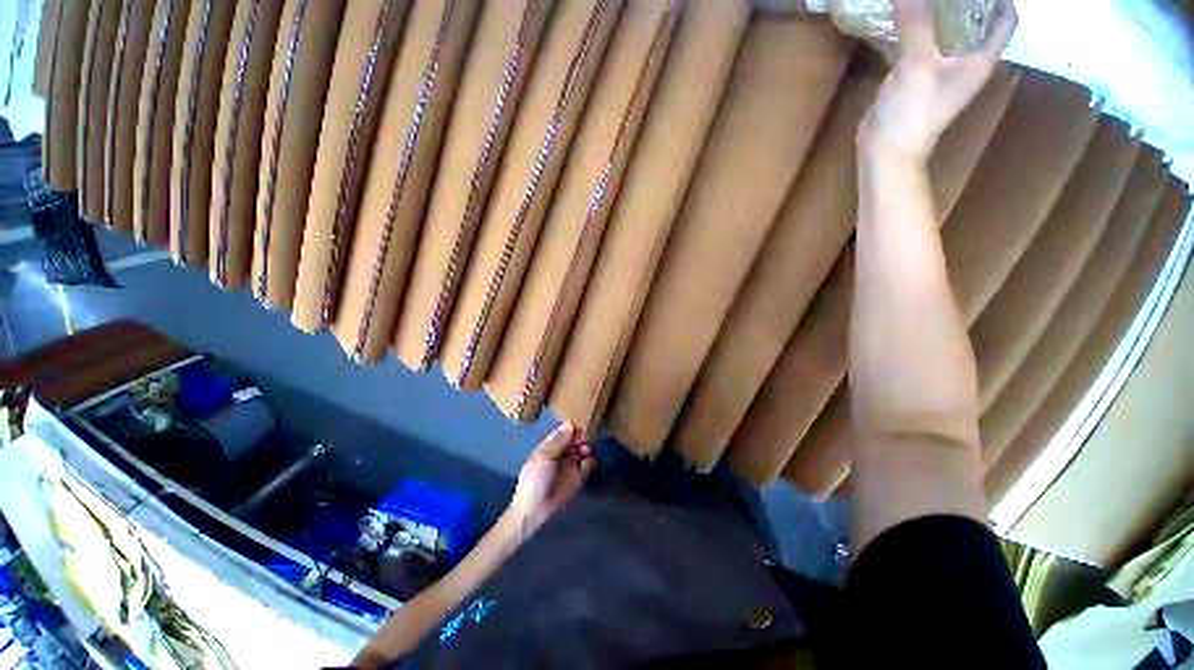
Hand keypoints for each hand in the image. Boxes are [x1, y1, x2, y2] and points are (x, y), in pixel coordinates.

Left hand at [506, 422, 593, 541]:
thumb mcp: (544, 457)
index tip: (580, 422)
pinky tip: (587, 463)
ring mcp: (570, 464)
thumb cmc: (535, 479)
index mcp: (549, 446)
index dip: (571, 426)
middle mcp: (561, 453)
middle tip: (583, 440)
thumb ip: (558, 440)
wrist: (534, 510)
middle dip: (580, 437)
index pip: (562, 431)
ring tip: (585, 451)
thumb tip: (571, 423)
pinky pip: (588, 464)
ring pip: (583, 450)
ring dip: (586, 448)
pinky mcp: (578, 477)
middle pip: (575, 439)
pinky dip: (590, 461)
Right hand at [858, 0, 1017, 162]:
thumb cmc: (913, 112)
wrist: (886, 152)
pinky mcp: (915, 79)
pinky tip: (897, 16)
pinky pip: (918, 45)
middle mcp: (965, 61)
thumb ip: (916, 24)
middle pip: (974, 20)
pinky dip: (911, 30)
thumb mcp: (917, 65)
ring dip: (935, 11)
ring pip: (944, 31)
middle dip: (963, 1)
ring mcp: (939, 70)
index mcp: (980, 58)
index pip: (1004, 18)